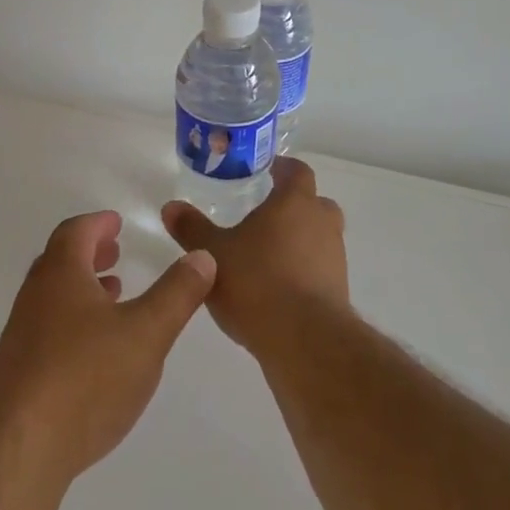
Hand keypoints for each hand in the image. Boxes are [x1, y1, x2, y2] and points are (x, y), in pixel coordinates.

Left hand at [0, 210, 216, 482]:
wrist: (20, 448)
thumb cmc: (87, 377)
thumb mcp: (147, 333)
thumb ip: (177, 294)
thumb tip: (202, 256)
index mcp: (60, 274)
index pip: (75, 232)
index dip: (98, 224)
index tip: (116, 223)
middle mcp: (35, 297)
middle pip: (59, 261)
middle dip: (89, 253)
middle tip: (115, 253)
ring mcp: (22, 336)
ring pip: (53, 297)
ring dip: (82, 289)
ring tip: (112, 297)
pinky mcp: (18, 372)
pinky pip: (48, 329)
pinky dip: (73, 321)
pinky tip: (94, 351)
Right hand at [160, 157, 347, 356]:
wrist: (304, 341)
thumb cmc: (256, 282)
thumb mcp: (212, 253)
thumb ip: (192, 228)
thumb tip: (171, 206)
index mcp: (295, 203)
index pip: (298, 172)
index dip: (284, 168)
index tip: (269, 169)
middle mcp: (321, 224)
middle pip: (315, 203)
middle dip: (294, 205)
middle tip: (267, 213)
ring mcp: (335, 259)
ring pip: (319, 237)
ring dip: (300, 240)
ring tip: (267, 254)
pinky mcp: (338, 291)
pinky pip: (320, 269)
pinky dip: (303, 270)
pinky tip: (277, 288)